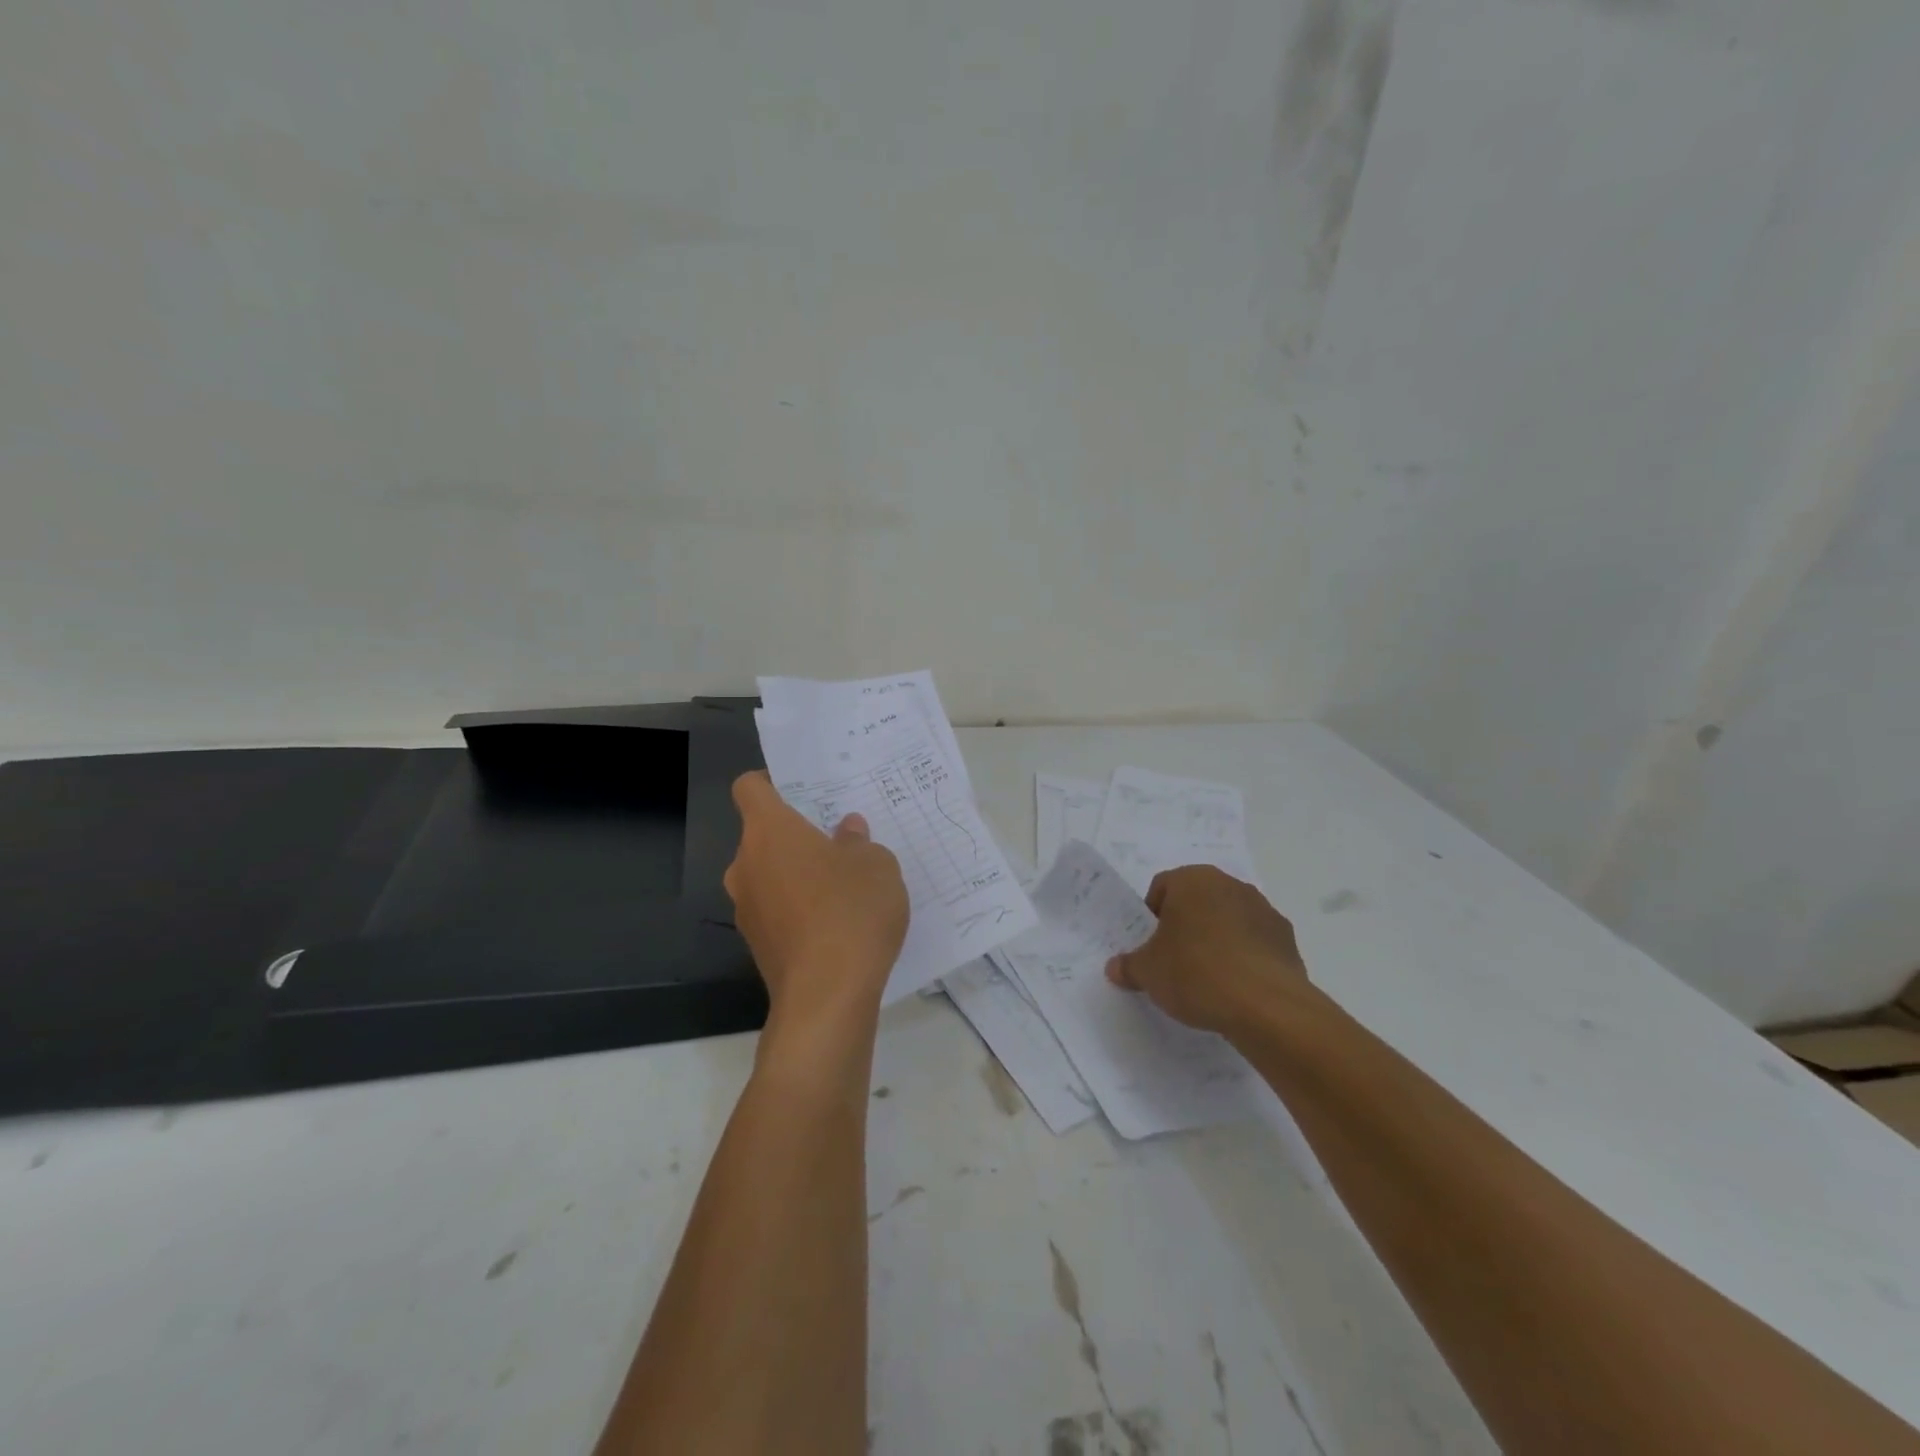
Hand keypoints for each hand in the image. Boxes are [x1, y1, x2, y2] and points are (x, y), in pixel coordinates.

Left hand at [725, 772, 909, 1033]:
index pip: (750, 788)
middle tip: (839, 840)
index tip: (802, 789)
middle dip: (796, 835)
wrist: (827, 997)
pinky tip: (837, 924)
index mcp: (768, 831)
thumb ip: (858, 841)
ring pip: (770, 875)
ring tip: (844, 885)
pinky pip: (777, 910)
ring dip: (798, 874)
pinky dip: (799, 909)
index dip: (771, 782)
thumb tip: (846, 831)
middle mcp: (746, 865)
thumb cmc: (850, 910)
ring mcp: (747, 909)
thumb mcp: (876, 864)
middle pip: (763, 835)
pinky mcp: (758, 945)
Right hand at [1106, 865, 1312, 1035]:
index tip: (1150, 947)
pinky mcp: (1287, 939)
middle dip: (1184, 926)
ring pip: (1227, 920)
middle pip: (1197, 901)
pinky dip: (1243, 958)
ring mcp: (1263, 910)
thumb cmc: (1196, 973)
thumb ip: (1128, 966)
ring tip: (1207, 979)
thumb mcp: (1148, 973)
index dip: (1151, 917)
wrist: (1267, 1007)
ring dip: (1216, 940)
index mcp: (1193, 880)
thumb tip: (1115, 968)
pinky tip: (1235, 989)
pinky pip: (1254, 943)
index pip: (1161, 887)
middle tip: (1173, 961)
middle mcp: (1230, 885)